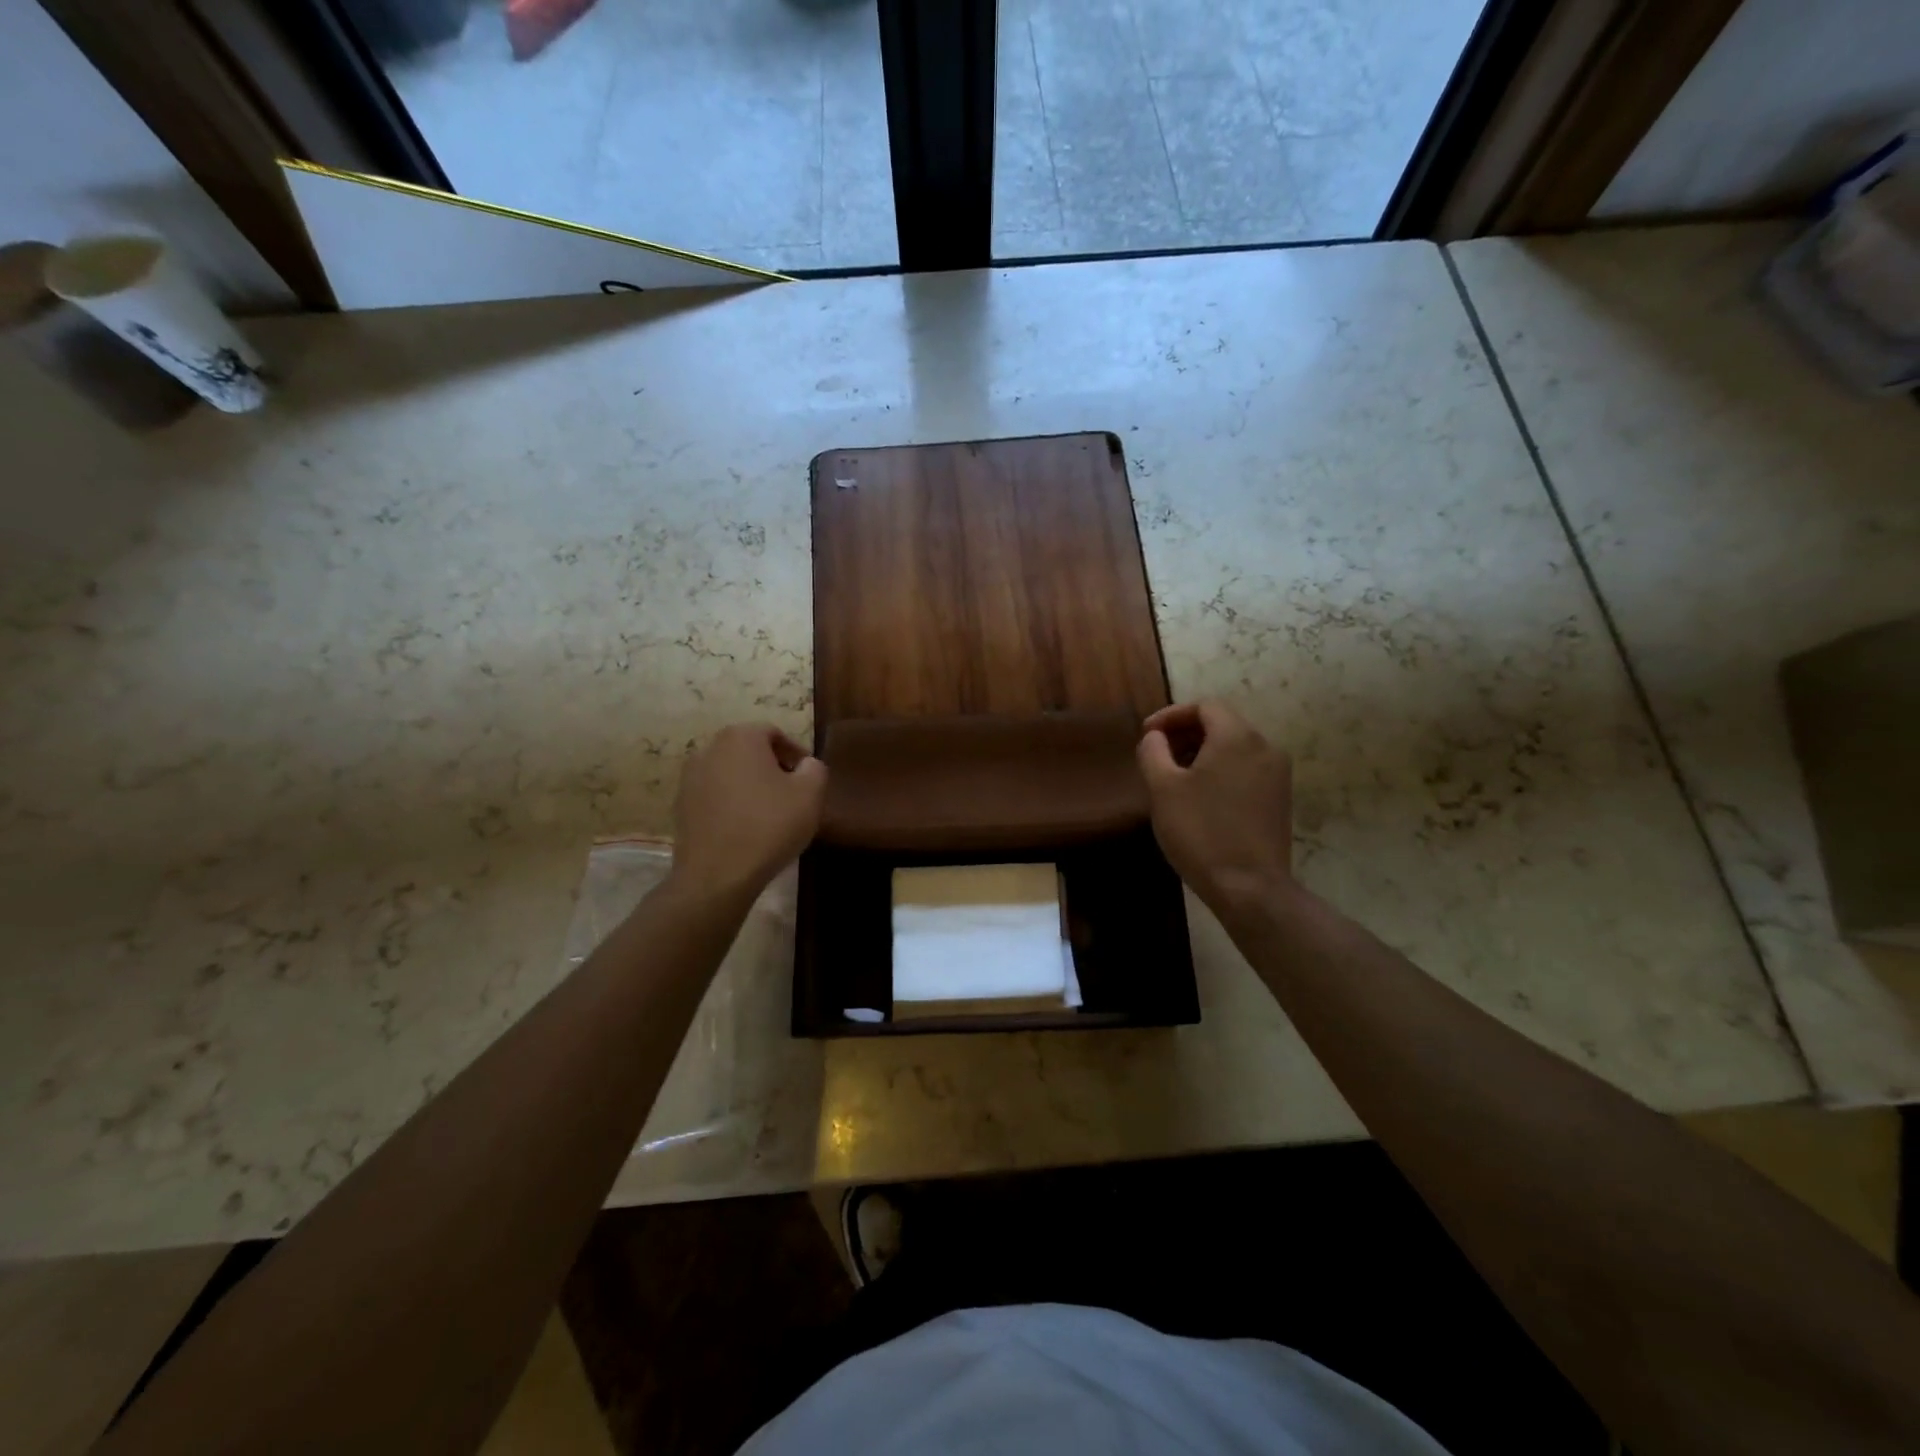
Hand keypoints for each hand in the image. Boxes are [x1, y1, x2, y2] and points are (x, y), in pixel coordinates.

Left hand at [670, 724, 826, 901]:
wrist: (717, 875)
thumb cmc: (769, 826)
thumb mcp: (810, 794)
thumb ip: (815, 769)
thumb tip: (806, 765)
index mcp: (740, 738)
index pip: (774, 734)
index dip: (795, 753)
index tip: (808, 778)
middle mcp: (709, 749)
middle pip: (749, 751)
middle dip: (772, 768)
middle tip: (792, 794)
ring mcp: (689, 778)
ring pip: (731, 773)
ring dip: (751, 786)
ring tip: (769, 813)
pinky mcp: (681, 806)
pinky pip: (715, 795)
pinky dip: (732, 804)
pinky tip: (746, 828)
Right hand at [1137, 701, 1293, 915]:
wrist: (1250, 887)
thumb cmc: (1200, 831)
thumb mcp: (1162, 788)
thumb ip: (1153, 751)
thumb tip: (1155, 738)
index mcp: (1237, 737)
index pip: (1204, 706)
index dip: (1171, 715)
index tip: (1146, 735)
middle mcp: (1265, 747)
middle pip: (1222, 724)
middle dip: (1185, 734)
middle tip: (1157, 755)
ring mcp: (1278, 774)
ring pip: (1235, 748)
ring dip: (1202, 753)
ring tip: (1174, 777)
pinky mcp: (1281, 799)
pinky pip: (1247, 769)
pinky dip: (1221, 770)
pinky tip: (1201, 797)